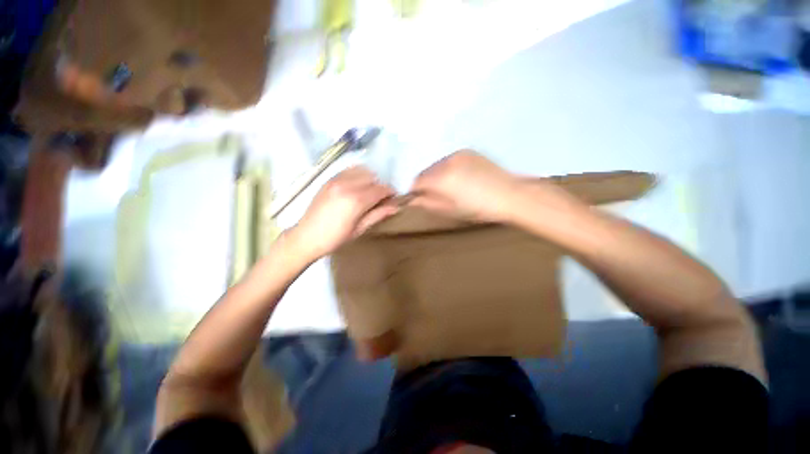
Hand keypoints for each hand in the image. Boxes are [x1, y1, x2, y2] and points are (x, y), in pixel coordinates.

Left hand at [291, 167, 398, 260]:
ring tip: (367, 192)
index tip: (393, 199)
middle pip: (373, 177)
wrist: (306, 237)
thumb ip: (378, 214)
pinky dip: (357, 175)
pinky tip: (356, 187)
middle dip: (380, 186)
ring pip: (362, 170)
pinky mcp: (329, 179)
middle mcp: (347, 185)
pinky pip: (349, 170)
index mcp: (356, 200)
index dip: (390, 193)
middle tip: (379, 199)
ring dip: (369, 179)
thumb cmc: (335, 238)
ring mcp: (336, 180)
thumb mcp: (360, 229)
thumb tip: (396, 207)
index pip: (381, 189)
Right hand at [409, 150, 522, 221]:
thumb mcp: (450, 210)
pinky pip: (449, 160)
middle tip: (435, 196)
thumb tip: (411, 200)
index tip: (416, 198)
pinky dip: (448, 169)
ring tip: (450, 187)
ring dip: (436, 175)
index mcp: (442, 178)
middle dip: (425, 183)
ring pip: (437, 165)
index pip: (416, 181)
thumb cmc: (479, 208)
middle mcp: (446, 161)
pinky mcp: (468, 151)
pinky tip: (460, 178)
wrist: (510, 194)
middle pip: (425, 172)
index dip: (414, 191)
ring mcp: (458, 154)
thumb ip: (427, 203)